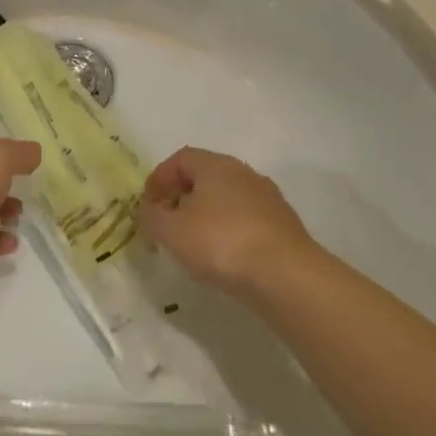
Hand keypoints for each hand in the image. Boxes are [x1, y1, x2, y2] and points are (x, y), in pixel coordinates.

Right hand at [139, 146, 321, 299]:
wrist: (287, 276)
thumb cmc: (221, 242)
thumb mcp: (170, 231)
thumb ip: (151, 217)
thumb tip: (149, 212)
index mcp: (216, 165)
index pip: (180, 159)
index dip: (158, 179)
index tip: (148, 207)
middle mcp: (244, 174)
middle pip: (204, 178)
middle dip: (180, 199)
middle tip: (167, 226)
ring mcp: (268, 200)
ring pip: (226, 201)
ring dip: (205, 217)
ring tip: (193, 246)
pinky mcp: (283, 227)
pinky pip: (245, 222)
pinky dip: (228, 233)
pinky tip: (223, 259)